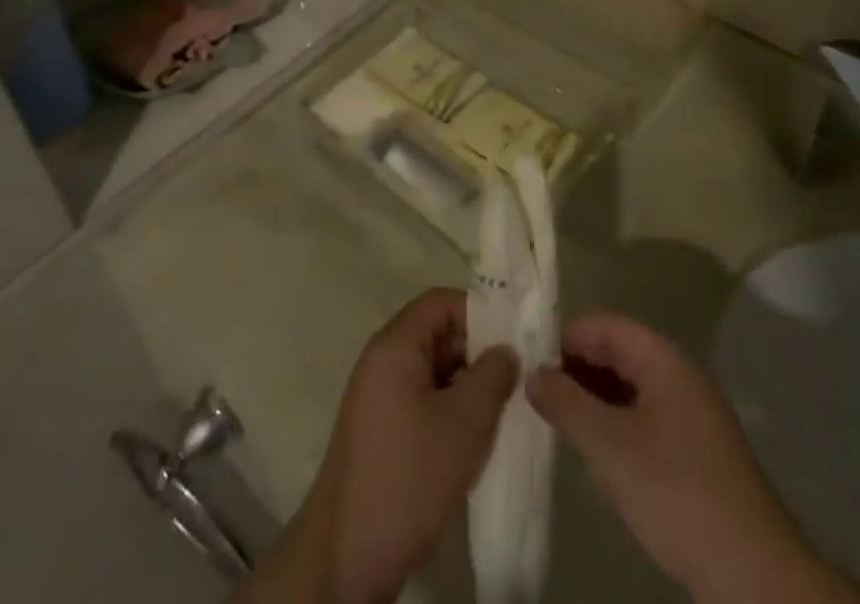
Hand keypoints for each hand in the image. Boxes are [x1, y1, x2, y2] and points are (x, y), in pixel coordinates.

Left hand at [250, 289, 517, 603]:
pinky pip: (420, 398)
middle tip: (512, 380)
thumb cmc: (409, 477)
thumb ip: (493, 375)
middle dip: (476, 351)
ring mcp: (377, 397)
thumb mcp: (465, 423)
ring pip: (431, 369)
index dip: (479, 313)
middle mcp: (381, 360)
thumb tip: (506, 350)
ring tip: (498, 411)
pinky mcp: (379, 430)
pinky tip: (471, 439)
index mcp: (394, 345)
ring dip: (465, 384)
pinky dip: (448, 408)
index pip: (441, 301)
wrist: (346, 558)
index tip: (511, 342)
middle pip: (436, 333)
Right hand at [528, 315, 859, 603]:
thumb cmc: (676, 493)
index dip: (569, 336)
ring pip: (633, 389)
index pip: (609, 326)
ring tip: (558, 420)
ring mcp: (693, 416)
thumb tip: (532, 373)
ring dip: (596, 398)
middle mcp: (682, 377)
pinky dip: (616, 424)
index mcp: (666, 360)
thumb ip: (567, 404)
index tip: (531, 358)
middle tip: (538, 391)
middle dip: (579, 367)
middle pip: (621, 354)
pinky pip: (646, 418)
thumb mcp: (610, 446)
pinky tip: (596, 451)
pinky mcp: (697, 454)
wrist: (754, 574)